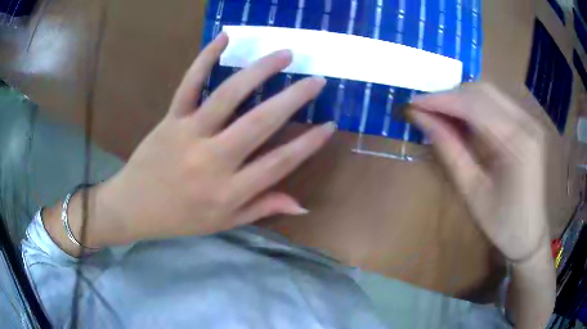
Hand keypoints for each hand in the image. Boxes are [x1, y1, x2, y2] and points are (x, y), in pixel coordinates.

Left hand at [92, 33, 334, 244]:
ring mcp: (189, 135)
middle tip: (317, 80)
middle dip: (294, 99)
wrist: (133, 207)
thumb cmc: (180, 218)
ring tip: (285, 54)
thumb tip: (302, 206)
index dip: (308, 144)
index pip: (279, 163)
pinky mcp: (170, 119)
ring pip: (228, 96)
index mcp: (228, 192)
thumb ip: (262, 208)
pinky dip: (205, 58)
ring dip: (260, 71)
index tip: (329, 125)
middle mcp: (212, 161)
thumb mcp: (223, 223)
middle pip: (260, 123)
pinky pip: (189, 84)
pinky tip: (225, 38)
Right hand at [411, 84, 549, 261]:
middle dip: (450, 95)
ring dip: (461, 98)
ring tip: (441, 113)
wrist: (530, 234)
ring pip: (489, 92)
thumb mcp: (472, 192)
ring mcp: (529, 120)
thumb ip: (449, 150)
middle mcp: (526, 122)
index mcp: (517, 143)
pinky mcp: (528, 123)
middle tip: (425, 109)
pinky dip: (475, 105)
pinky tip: (463, 118)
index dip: (441, 100)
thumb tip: (421, 118)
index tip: (413, 102)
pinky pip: (498, 102)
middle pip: (482, 91)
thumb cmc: (502, 224)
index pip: (474, 105)